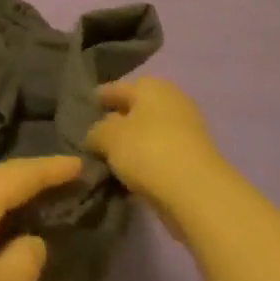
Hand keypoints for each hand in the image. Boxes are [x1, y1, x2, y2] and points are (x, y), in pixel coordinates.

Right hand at [85, 77, 228, 225]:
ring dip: (132, 145)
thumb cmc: (147, 151)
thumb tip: (96, 136)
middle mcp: (171, 100)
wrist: (198, 194)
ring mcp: (187, 130)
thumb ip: (95, 132)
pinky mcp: (194, 159)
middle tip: (94, 139)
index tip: (81, 112)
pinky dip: (147, 162)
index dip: (97, 99)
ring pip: (149, 134)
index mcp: (150, 86)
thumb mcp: (108, 137)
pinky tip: (131, 176)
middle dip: (116, 123)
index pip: (114, 88)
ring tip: (110, 161)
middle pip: (134, 110)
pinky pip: (161, 155)